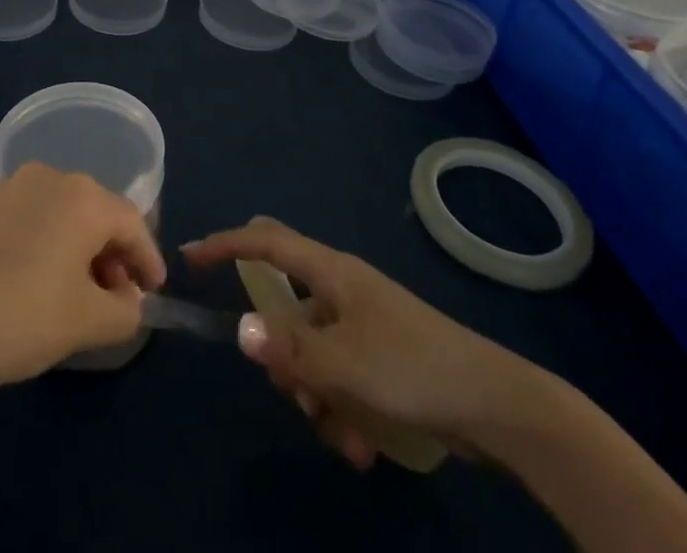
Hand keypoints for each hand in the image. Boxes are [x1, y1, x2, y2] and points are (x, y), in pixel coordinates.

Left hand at [0, 163, 166, 388]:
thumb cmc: (21, 311)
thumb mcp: (85, 323)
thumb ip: (124, 311)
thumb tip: (127, 299)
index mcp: (86, 196)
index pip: (133, 224)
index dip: (148, 259)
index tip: (152, 291)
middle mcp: (53, 176)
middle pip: (98, 212)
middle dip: (112, 253)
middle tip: (114, 297)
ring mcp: (13, 184)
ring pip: (63, 213)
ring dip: (78, 248)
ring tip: (74, 293)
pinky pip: (33, 216)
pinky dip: (47, 242)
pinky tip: (36, 279)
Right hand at [183, 216, 543, 467]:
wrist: (495, 405)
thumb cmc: (412, 367)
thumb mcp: (343, 363)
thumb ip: (288, 348)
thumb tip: (238, 330)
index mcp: (331, 272)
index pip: (266, 242)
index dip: (226, 244)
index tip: (191, 256)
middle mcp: (341, 290)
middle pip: (285, 307)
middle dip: (280, 353)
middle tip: (292, 385)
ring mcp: (362, 324)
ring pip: (311, 353)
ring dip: (316, 396)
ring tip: (345, 431)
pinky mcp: (380, 359)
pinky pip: (338, 378)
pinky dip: (341, 409)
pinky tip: (364, 444)